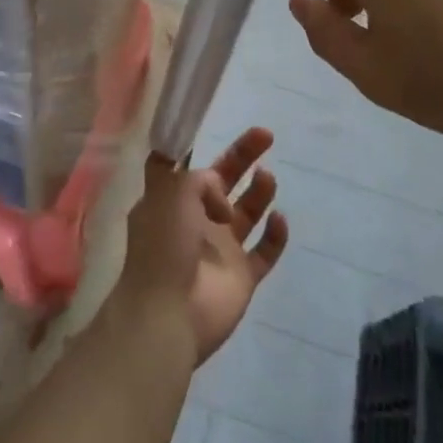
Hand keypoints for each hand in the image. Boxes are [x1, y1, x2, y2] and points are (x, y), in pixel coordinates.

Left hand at [114, 128, 288, 365]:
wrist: (168, 315)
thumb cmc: (163, 245)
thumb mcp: (172, 191)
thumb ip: (200, 178)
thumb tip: (221, 192)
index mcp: (169, 200)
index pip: (179, 166)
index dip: (191, 146)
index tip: (209, 127)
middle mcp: (194, 220)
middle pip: (223, 180)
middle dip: (243, 156)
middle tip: (266, 134)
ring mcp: (219, 249)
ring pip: (246, 212)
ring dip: (259, 191)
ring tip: (267, 177)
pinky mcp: (241, 277)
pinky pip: (265, 251)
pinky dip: (275, 234)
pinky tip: (279, 218)